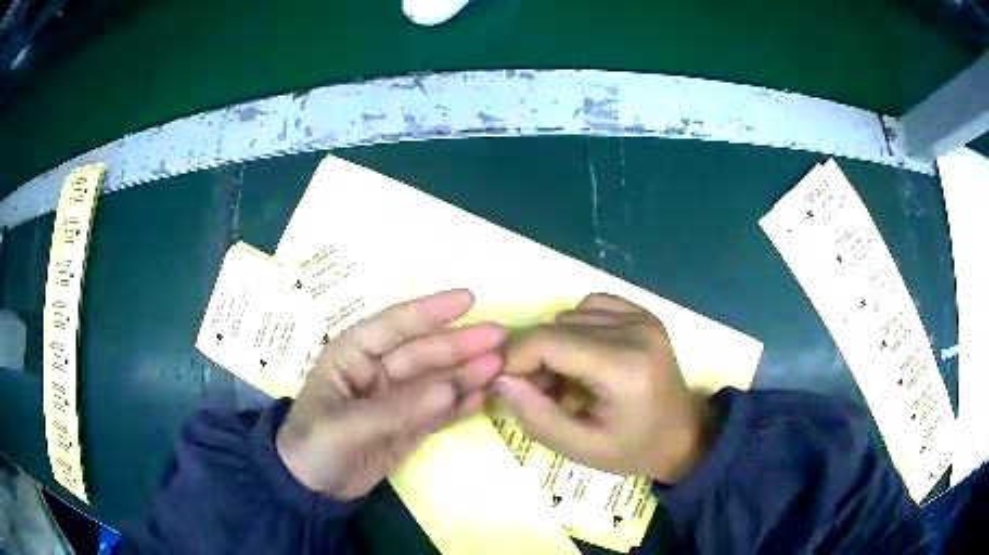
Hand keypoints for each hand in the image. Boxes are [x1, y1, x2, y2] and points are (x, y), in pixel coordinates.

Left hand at [276, 289, 504, 499]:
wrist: (310, 490)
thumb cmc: (312, 446)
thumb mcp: (345, 427)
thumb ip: (397, 409)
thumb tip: (450, 389)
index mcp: (351, 355)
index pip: (393, 325)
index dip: (430, 311)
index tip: (469, 299)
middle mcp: (377, 370)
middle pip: (424, 352)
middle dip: (460, 345)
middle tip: (501, 338)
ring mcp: (397, 399)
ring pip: (437, 380)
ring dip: (468, 373)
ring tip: (501, 367)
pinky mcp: (410, 426)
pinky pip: (440, 411)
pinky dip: (462, 405)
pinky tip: (485, 397)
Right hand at [495, 293, 715, 482]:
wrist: (685, 436)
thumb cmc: (634, 450)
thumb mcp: (581, 449)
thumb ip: (536, 417)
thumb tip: (501, 378)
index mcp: (623, 367)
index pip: (548, 341)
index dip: (513, 357)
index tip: (500, 382)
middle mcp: (634, 330)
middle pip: (556, 326)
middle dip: (532, 356)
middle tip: (534, 391)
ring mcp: (642, 317)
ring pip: (570, 315)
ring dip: (554, 344)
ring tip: (564, 379)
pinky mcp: (645, 314)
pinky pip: (593, 305)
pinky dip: (577, 327)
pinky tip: (584, 355)